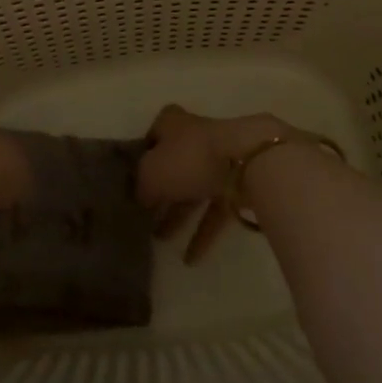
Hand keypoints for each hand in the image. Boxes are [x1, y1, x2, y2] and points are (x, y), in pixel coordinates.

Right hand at [138, 105, 286, 262]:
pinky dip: (204, 232)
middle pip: (174, 165)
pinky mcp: (239, 184)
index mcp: (173, 124)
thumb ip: (142, 187)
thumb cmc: (189, 159)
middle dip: (160, 192)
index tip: (134, 177)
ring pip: (194, 189)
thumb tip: (142, 199)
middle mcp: (196, 138)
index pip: (154, 134)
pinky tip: (191, 258)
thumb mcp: (151, 173)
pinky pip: (216, 210)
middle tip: (144, 216)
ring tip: (161, 241)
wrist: (247, 162)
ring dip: (179, 215)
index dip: (144, 153)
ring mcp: (219, 161)